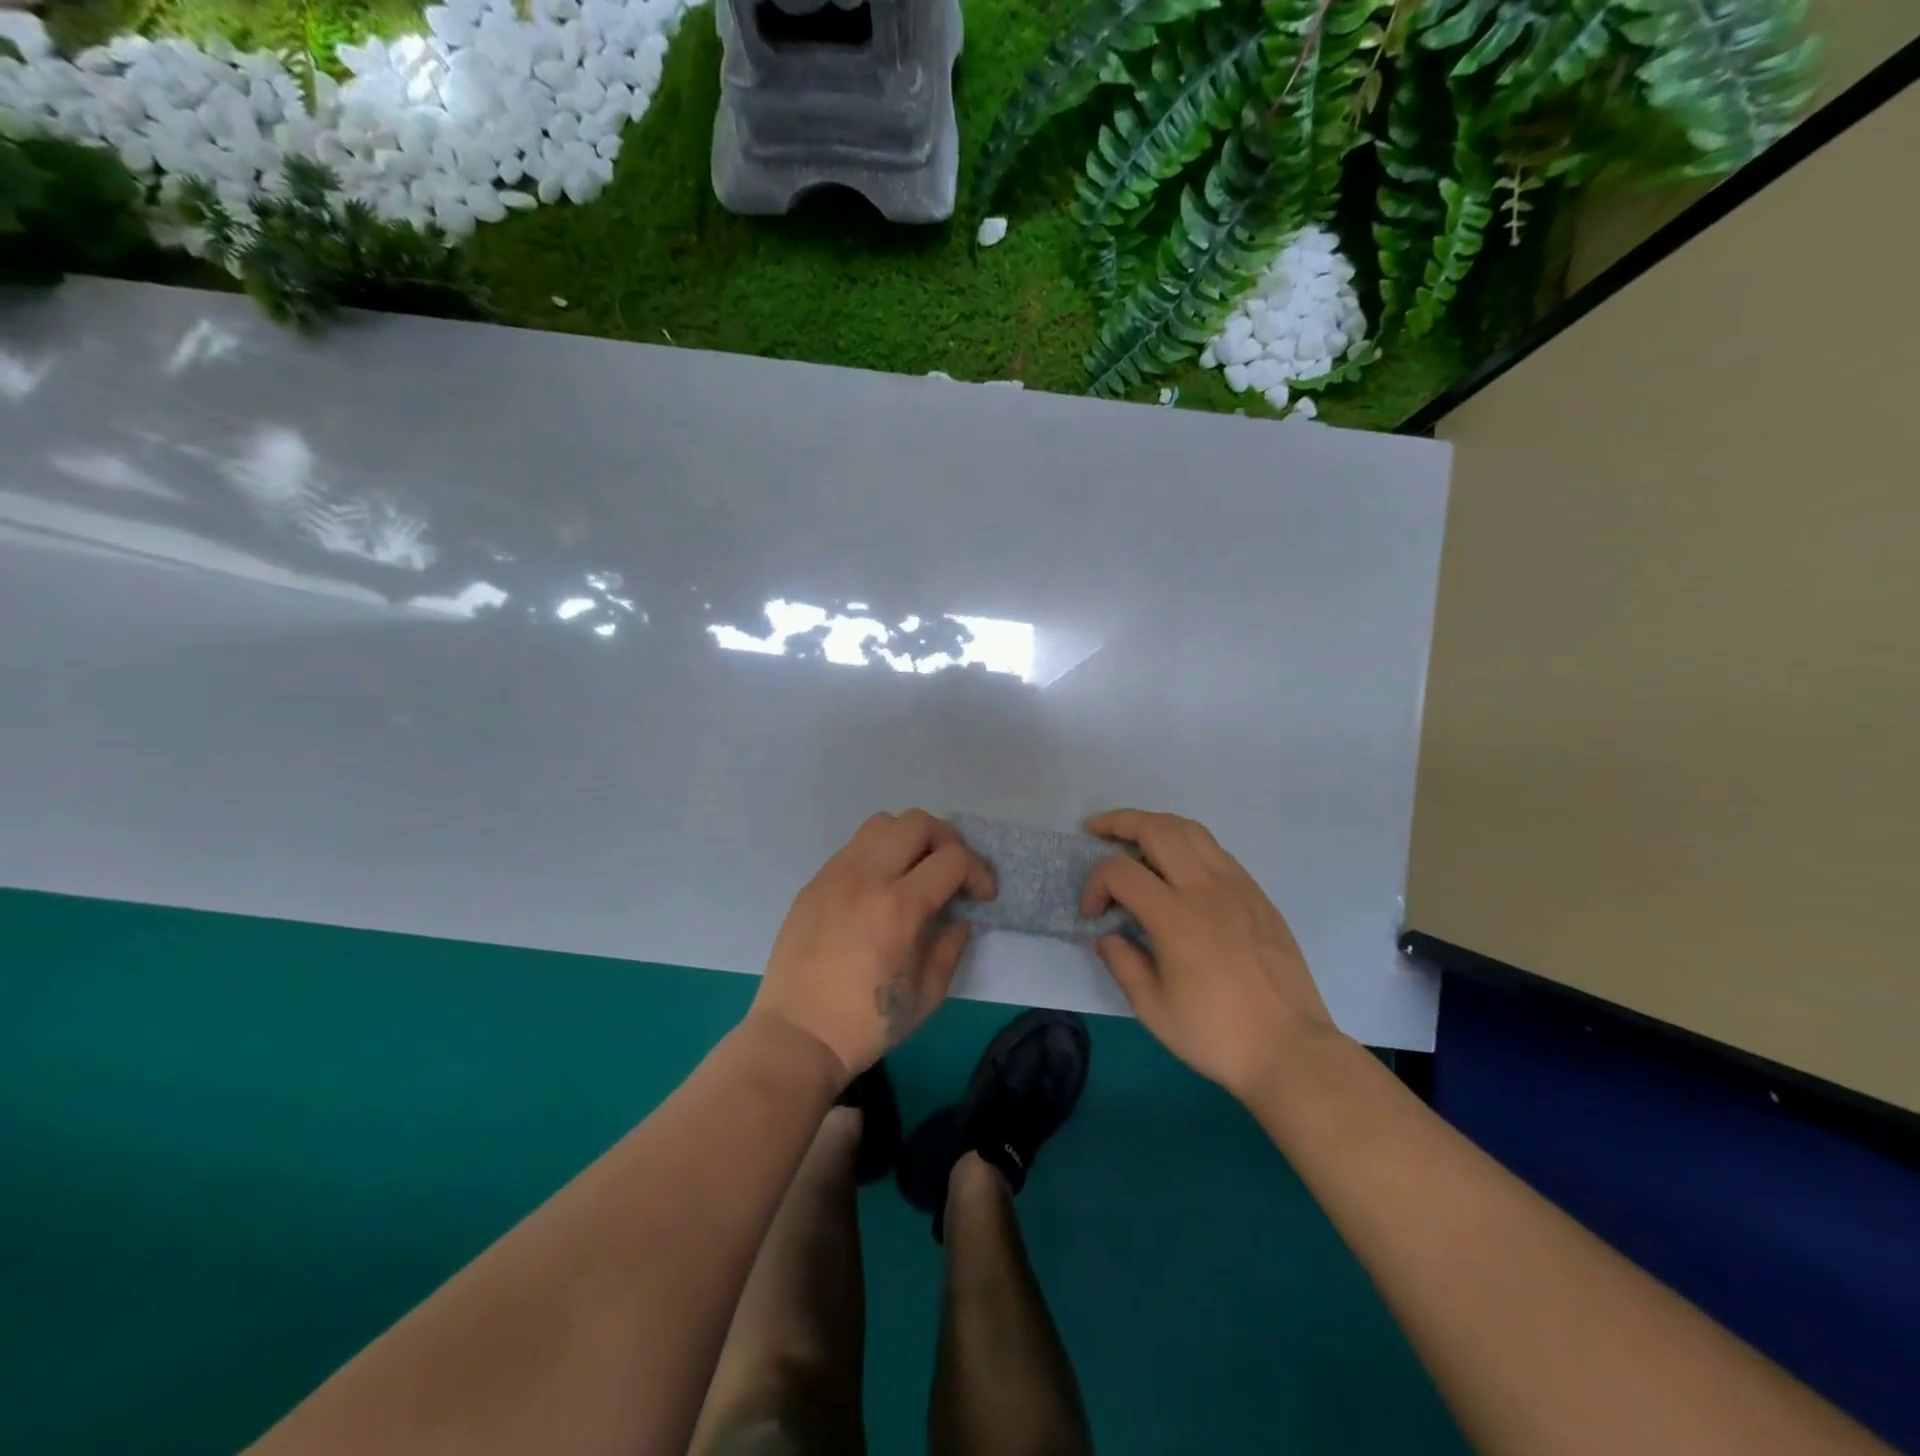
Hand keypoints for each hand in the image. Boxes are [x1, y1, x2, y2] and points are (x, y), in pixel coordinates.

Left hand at [753, 810, 995, 1079]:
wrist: (797, 1035)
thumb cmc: (866, 1023)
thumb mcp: (927, 994)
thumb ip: (951, 945)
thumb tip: (959, 916)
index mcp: (899, 907)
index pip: (952, 858)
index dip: (978, 871)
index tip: (983, 895)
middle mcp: (867, 876)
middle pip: (917, 823)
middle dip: (947, 841)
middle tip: (952, 873)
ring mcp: (836, 874)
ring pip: (882, 823)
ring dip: (909, 839)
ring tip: (915, 871)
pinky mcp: (815, 881)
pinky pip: (854, 847)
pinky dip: (878, 853)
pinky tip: (880, 887)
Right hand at [1080, 809, 1338, 1097]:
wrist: (1291, 1050)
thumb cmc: (1216, 1035)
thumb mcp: (1152, 1009)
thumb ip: (1121, 962)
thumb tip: (1106, 934)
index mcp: (1176, 918)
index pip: (1120, 871)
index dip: (1094, 884)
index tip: (1091, 914)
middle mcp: (1207, 889)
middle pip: (1157, 829)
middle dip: (1119, 823)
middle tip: (1096, 832)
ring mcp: (1238, 887)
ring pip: (1191, 830)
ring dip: (1155, 825)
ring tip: (1134, 839)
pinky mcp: (1258, 895)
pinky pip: (1216, 851)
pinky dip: (1187, 845)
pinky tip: (1177, 868)